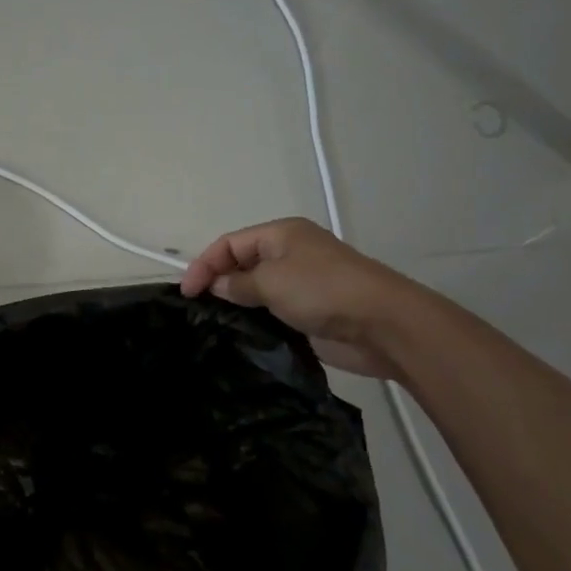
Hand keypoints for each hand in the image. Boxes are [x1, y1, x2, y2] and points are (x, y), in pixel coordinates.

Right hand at [179, 218, 409, 378]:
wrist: (383, 325)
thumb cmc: (323, 290)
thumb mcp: (271, 281)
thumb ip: (237, 283)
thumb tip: (218, 286)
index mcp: (281, 235)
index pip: (229, 243)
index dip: (204, 264)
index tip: (187, 293)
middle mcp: (290, 254)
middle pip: (241, 263)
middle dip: (218, 282)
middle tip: (198, 309)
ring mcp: (301, 284)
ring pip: (257, 290)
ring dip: (237, 304)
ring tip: (213, 324)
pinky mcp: (310, 313)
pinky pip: (273, 312)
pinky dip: (256, 321)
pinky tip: (240, 336)